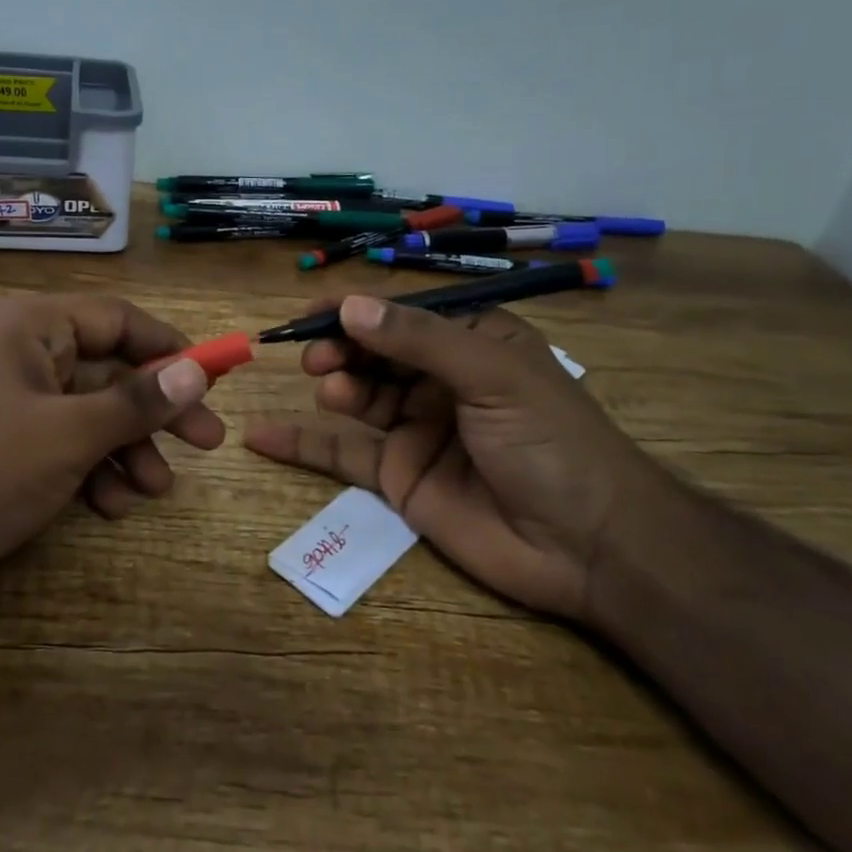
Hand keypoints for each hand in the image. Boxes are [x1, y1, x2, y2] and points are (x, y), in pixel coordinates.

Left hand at [0, 294, 221, 631]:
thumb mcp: (68, 433)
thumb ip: (136, 403)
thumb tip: (197, 370)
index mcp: (30, 328)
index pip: (116, 319)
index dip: (169, 347)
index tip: (213, 379)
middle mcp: (20, 356)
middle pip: (108, 371)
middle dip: (155, 410)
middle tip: (207, 442)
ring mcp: (9, 406)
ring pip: (89, 415)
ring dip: (127, 449)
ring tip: (156, 488)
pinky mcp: (2, 451)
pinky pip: (63, 448)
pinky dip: (92, 473)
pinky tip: (112, 506)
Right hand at [244, 294, 672, 620]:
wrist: (590, 547)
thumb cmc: (551, 442)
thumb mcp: (491, 375)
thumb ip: (418, 339)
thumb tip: (348, 305)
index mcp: (472, 343)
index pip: (402, 315)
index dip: (355, 310)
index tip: (310, 313)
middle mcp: (441, 380)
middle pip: (374, 353)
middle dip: (341, 349)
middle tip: (316, 358)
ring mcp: (418, 429)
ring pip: (359, 397)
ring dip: (335, 386)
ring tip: (328, 389)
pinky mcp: (400, 477)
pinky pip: (343, 454)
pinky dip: (302, 444)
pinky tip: (261, 435)